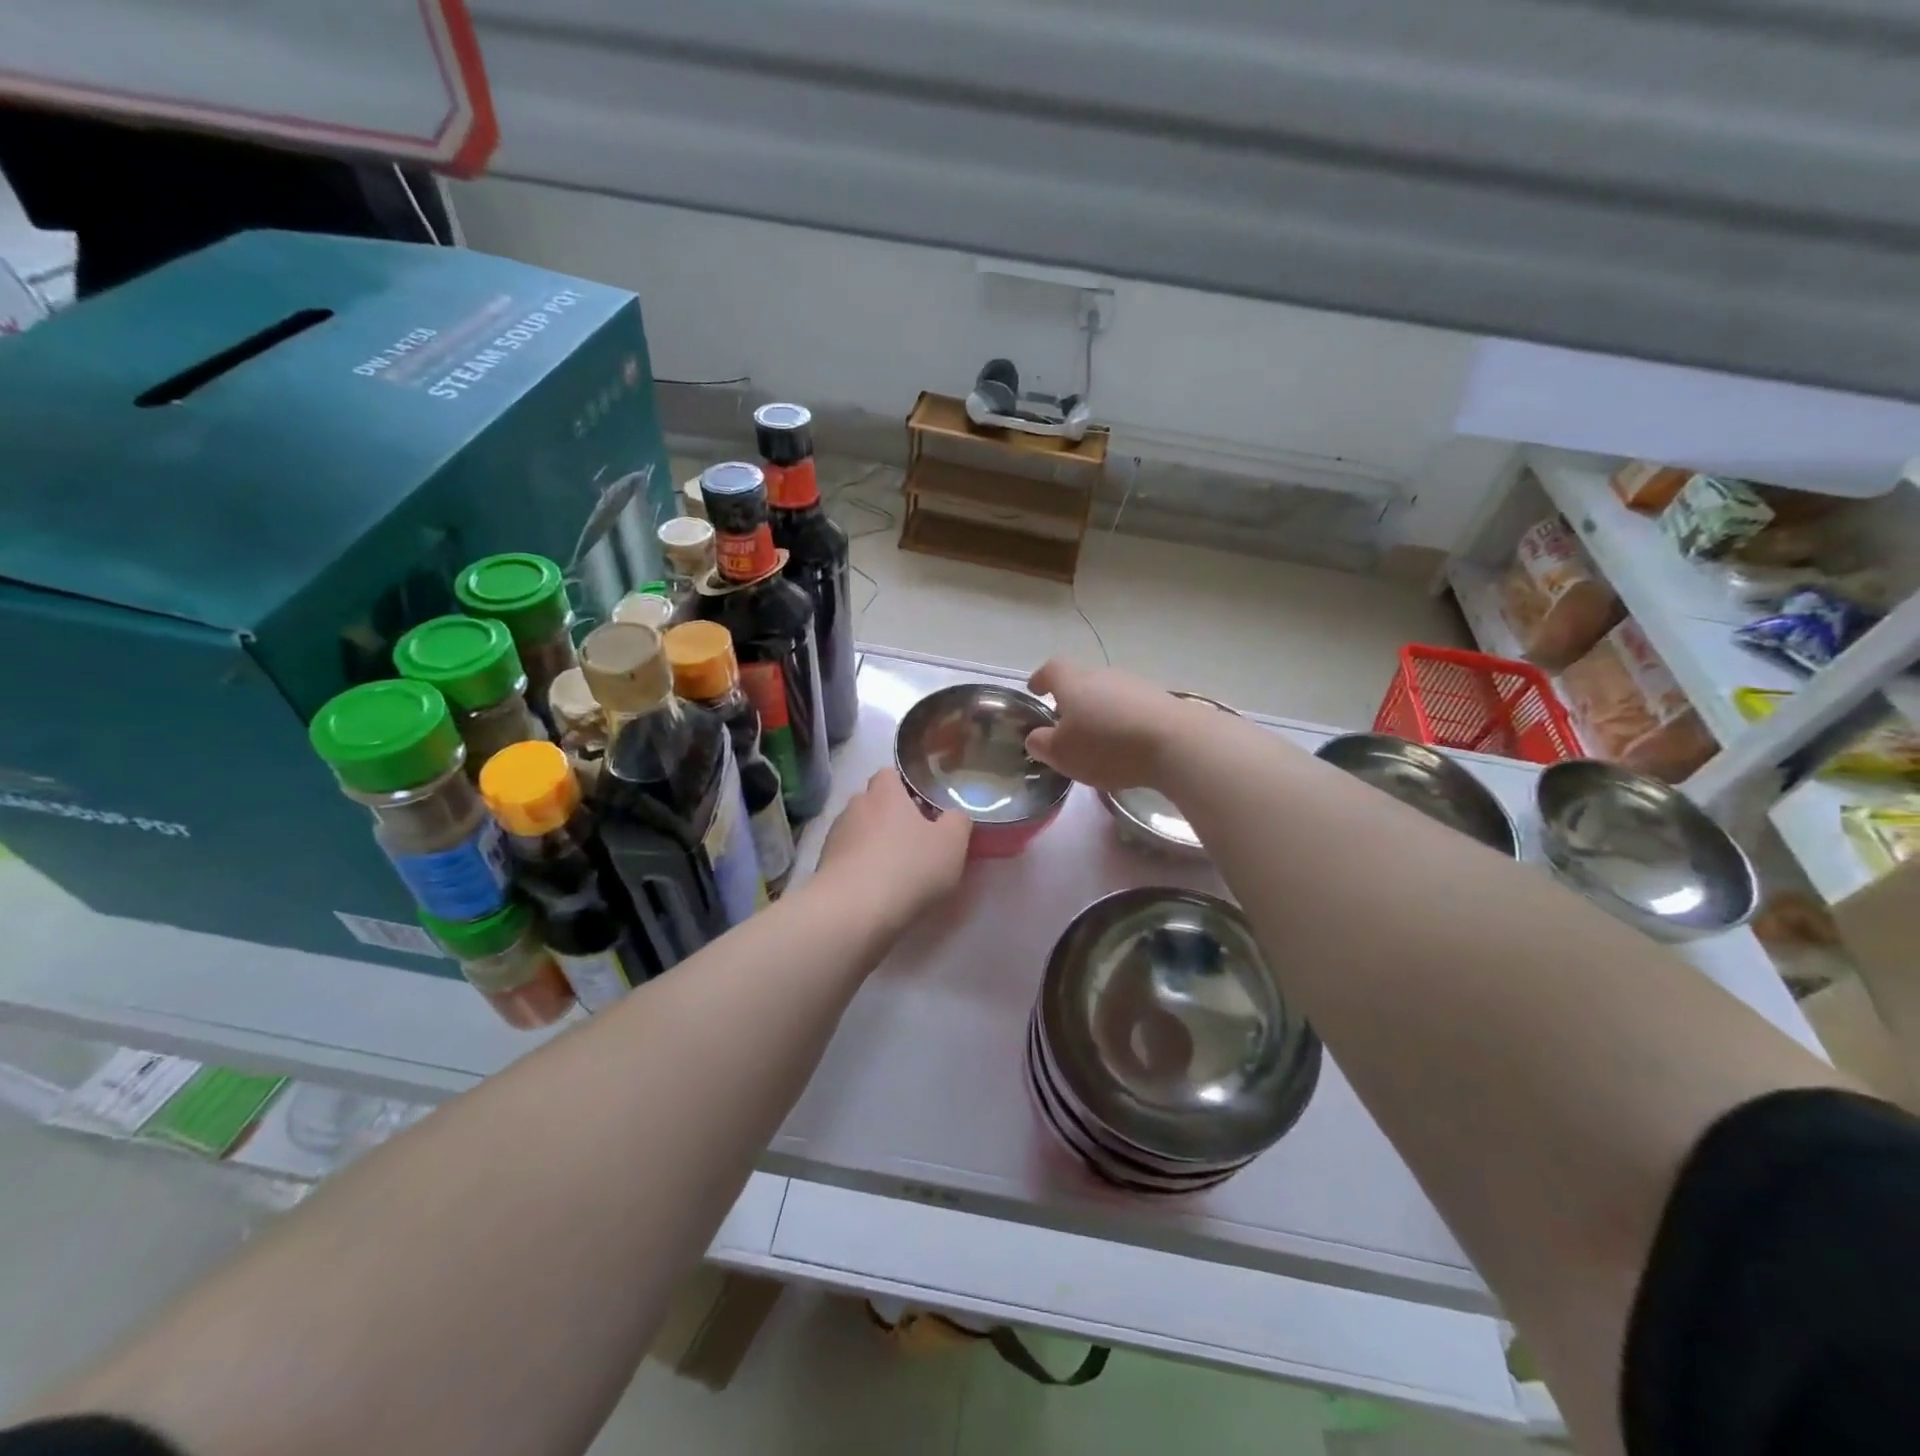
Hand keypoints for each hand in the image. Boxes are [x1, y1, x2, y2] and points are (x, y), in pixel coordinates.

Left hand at [815, 769, 971, 922]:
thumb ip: (957, 822)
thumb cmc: (909, 867)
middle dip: (889, 817)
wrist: (854, 910)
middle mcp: (855, 807)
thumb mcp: (952, 844)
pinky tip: (874, 888)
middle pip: (872, 803)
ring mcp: (835, 837)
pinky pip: (846, 859)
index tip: (922, 806)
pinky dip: (859, 868)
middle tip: (913, 840)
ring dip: (873, 844)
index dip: (905, 786)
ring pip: (858, 832)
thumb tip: (953, 816)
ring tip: (893, 869)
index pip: (889, 774)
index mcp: (885, 793)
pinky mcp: (823, 866)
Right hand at [1024, 658, 1191, 792]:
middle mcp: (1103, 674)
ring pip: (1108, 694)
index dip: (1041, 679)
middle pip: (1081, 681)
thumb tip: (1036, 737)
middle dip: (1071, 700)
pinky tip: (1126, 745)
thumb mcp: (1062, 754)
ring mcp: (1135, 684)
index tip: (1035, 690)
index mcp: (1073, 682)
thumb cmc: (1107, 746)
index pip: (1051, 669)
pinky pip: (1132, 708)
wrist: (1176, 743)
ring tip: (1097, 740)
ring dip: (1099, 712)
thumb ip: (1042, 744)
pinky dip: (1123, 721)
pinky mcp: (1161, 700)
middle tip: (1065, 725)